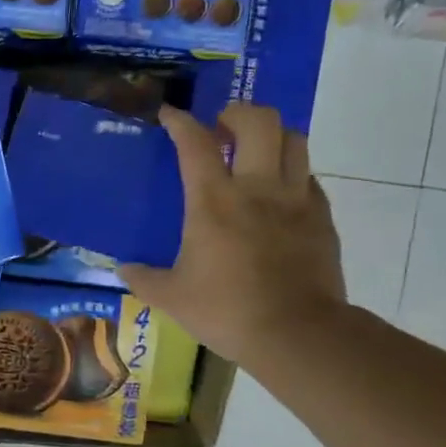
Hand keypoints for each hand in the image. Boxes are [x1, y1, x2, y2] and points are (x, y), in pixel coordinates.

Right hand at [119, 103, 346, 373]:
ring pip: (293, 139)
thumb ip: (144, 278)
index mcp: (213, 201)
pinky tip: (279, 194)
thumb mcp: (172, 298)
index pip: (195, 143)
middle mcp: (257, 188)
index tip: (169, 114)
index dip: (180, 121)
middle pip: (259, 121)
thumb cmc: (227, 310)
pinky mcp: (322, 218)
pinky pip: (309, 177)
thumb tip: (123, 269)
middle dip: (237, 112)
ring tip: (255, 151)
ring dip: (271, 135)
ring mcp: (296, 200)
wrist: (298, 334)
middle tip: (221, 127)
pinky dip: (292, 173)